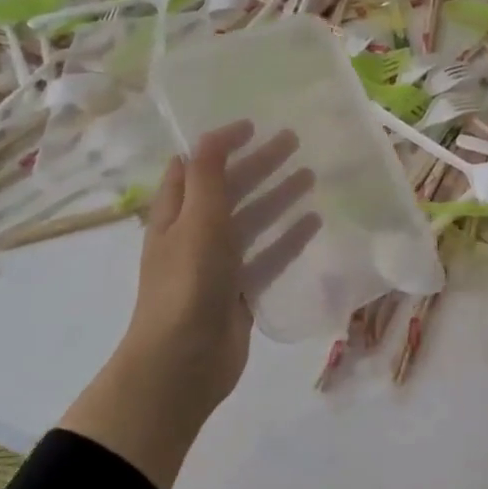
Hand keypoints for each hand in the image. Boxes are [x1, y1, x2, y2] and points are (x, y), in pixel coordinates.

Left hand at [59, 121, 319, 488]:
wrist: (182, 363)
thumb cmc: (186, 283)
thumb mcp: (197, 220)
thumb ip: (208, 175)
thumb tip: (212, 133)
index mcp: (174, 214)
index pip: (195, 166)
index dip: (220, 144)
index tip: (253, 125)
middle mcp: (193, 234)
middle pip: (229, 189)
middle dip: (258, 164)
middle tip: (293, 140)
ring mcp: (217, 265)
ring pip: (252, 221)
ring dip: (277, 197)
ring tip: (310, 176)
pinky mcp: (240, 291)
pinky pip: (267, 256)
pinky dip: (287, 238)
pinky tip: (313, 222)